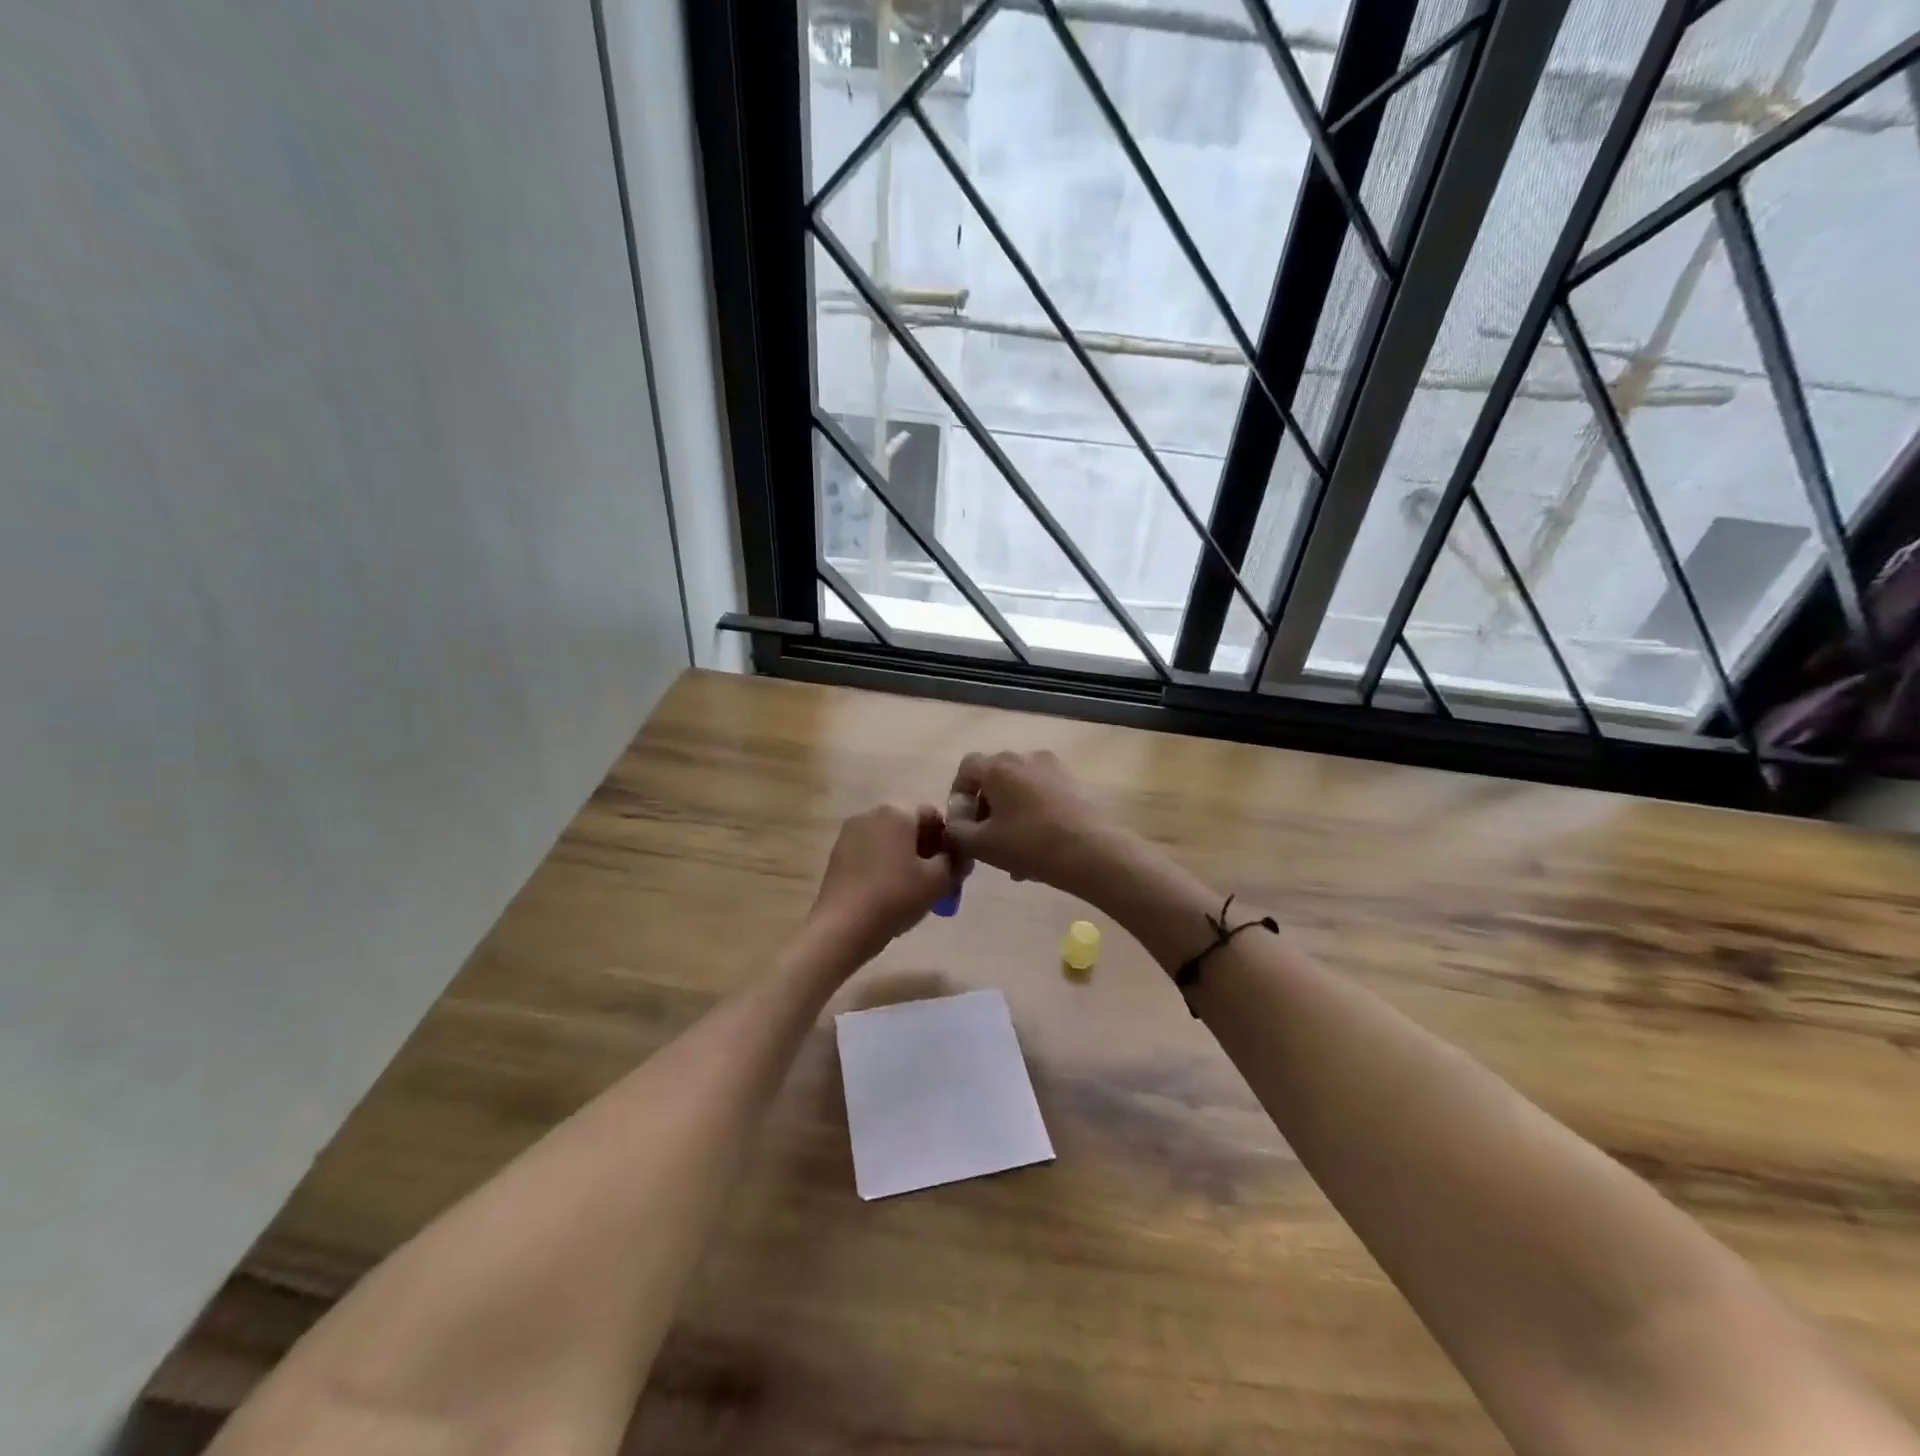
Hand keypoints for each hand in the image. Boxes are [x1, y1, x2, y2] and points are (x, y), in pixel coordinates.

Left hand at [808, 803, 957, 961]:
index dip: (948, 841)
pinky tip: (888, 893)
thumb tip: (958, 856)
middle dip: (926, 850)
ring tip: (912, 890)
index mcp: (897, 812)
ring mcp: (850, 834)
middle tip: (935, 881)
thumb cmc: (895, 896)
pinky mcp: (837, 854)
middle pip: (909, 827)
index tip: (953, 868)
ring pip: (889, 841)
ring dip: (905, 859)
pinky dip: (884, 866)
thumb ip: (955, 861)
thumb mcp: (938, 880)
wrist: (843, 927)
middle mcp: (871, 814)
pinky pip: (871, 853)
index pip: (934, 816)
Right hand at [946, 750, 1129, 899]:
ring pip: (1019, 790)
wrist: (1091, 851)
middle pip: (994, 778)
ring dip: (1009, 815)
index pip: (967, 767)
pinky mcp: (1073, 783)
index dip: (959, 793)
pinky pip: (1041, 795)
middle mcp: (1025, 758)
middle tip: (985, 839)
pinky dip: (1032, 814)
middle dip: (985, 808)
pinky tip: (1036, 848)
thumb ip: (957, 831)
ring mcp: (1053, 768)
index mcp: (999, 767)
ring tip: (1012, 853)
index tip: (962, 822)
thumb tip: (955, 823)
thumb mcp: (981, 844)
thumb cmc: (1029, 844)